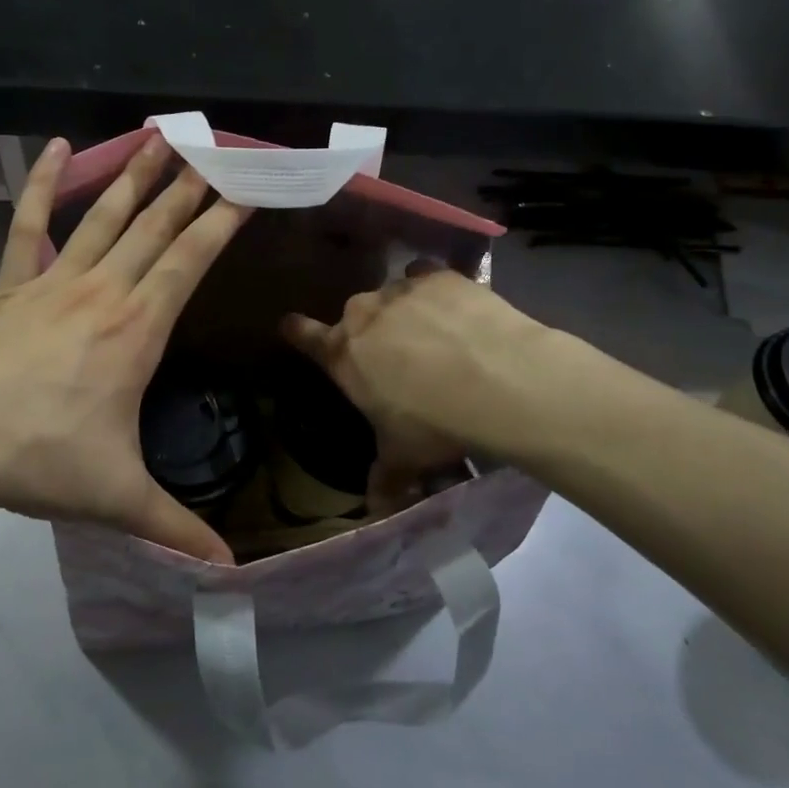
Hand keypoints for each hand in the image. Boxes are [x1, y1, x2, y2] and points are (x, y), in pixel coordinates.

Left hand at [0, 134, 248, 562]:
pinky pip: (28, 224)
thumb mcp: (116, 498)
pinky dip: (42, 183)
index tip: (247, 186)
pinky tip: (56, 147)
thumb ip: (175, 529)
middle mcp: (100, 291)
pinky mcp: (8, 285)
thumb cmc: (35, 459)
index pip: (191, 261)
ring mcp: (50, 281)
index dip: (222, 221)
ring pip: (103, 215)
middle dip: (189, 186)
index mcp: (135, 329)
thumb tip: (230, 574)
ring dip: (135, 175)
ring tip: (160, 137)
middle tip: (214, 147)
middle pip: (154, 227)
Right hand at [280, 266, 547, 512]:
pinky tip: (458, 311)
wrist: (498, 381)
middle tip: (397, 356)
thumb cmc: (434, 423)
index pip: (304, 337)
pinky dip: (437, 293)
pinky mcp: (440, 277)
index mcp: (343, 355)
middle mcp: (363, 315)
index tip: (290, 325)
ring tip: (436, 336)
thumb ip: (385, 477)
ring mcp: (400, 290)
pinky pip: (427, 279)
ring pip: (392, 296)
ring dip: (405, 312)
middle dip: (370, 333)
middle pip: (354, 316)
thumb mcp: (404, 456)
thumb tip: (376, 510)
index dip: (296, 331)